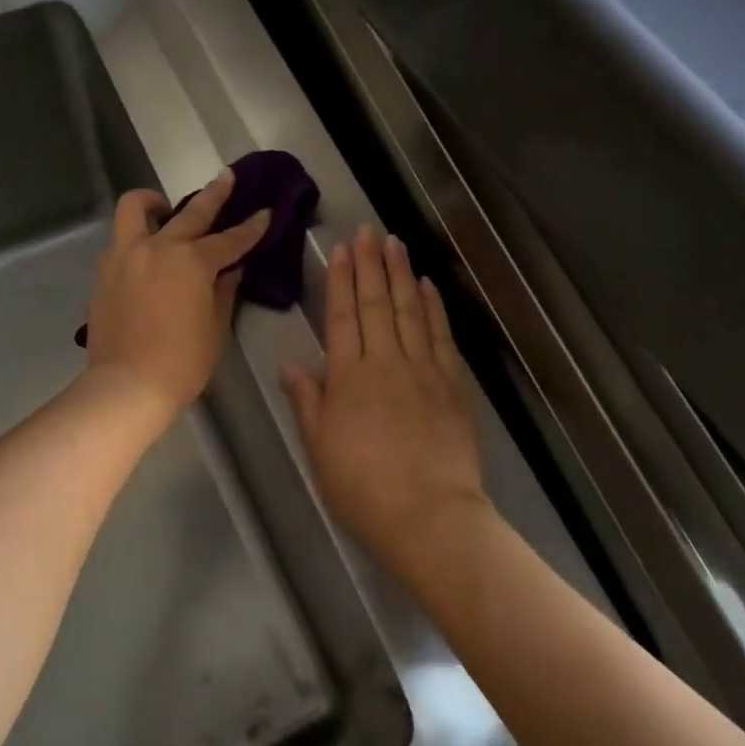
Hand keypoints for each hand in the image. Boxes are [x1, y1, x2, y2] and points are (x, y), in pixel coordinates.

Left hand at [84, 171, 270, 419]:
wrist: (127, 386)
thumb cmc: (181, 363)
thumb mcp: (215, 328)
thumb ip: (223, 291)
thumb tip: (230, 269)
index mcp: (191, 262)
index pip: (229, 240)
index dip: (251, 227)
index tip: (266, 212)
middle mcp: (157, 248)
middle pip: (190, 213)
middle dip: (214, 195)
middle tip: (227, 178)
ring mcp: (125, 258)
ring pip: (135, 210)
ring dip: (153, 203)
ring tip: (163, 208)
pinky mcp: (104, 274)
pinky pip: (121, 243)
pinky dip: (137, 240)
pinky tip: (146, 258)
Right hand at [281, 227, 487, 569]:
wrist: (427, 515)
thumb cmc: (362, 487)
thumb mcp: (319, 447)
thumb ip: (307, 401)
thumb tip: (291, 364)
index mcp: (348, 377)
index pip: (342, 317)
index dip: (340, 280)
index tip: (341, 249)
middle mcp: (385, 362)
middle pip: (376, 304)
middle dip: (370, 265)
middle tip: (369, 231)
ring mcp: (423, 370)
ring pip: (410, 311)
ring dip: (402, 275)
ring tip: (396, 243)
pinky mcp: (453, 385)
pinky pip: (441, 336)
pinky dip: (435, 308)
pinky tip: (429, 286)